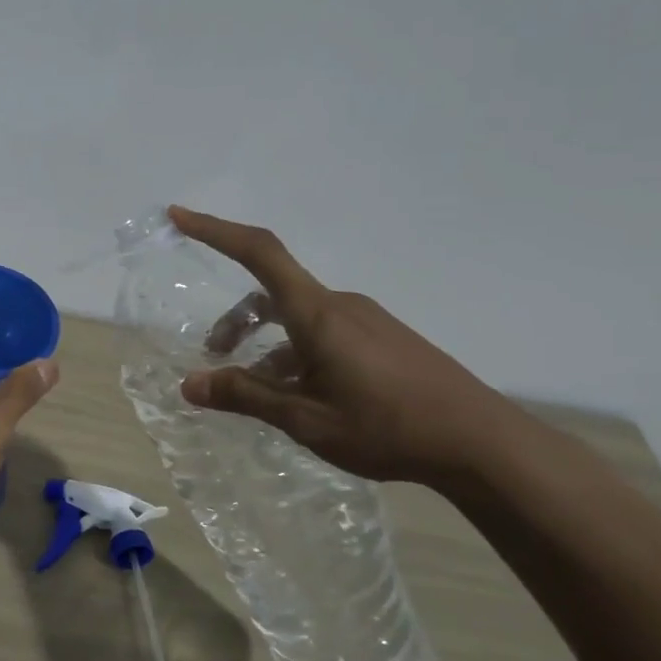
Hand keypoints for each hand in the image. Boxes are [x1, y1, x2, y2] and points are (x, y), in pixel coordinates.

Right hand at [169, 206, 519, 485]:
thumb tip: (189, 383)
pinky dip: (296, 353)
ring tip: (258, 389)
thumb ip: (246, 396)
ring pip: (298, 317)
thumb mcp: (306, 419)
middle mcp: (340, 306)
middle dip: (236, 320)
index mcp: (318, 314)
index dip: (216, 230)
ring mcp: (366, 321)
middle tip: (216, 358)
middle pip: (273, 293)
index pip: (259, 253)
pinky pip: (324, 332)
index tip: (179, 216)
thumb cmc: (387, 427)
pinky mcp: (383, 339)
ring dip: (267, 343)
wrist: (481, 443)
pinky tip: (301, 395)